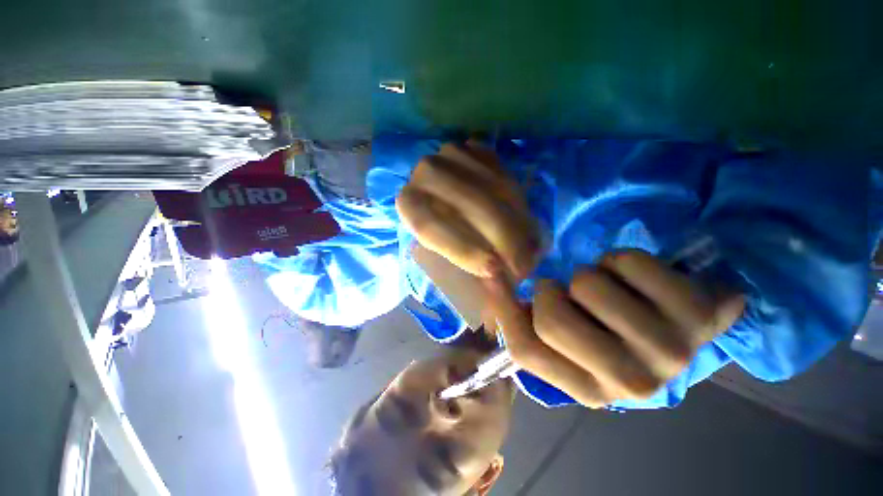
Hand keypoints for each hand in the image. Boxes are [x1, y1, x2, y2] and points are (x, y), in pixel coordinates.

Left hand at [396, 142, 540, 278]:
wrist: (446, 201)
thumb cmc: (443, 237)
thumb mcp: (443, 256)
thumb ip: (464, 263)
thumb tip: (498, 280)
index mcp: (408, 203)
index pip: (431, 227)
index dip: (463, 250)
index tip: (493, 271)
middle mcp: (425, 174)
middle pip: (471, 204)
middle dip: (503, 238)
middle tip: (523, 267)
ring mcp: (452, 155)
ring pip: (494, 188)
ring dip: (517, 222)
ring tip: (531, 251)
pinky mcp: (477, 149)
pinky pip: (505, 175)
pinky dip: (519, 201)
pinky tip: (524, 222)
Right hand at [483, 250, 745, 406]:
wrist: (683, 324)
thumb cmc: (615, 330)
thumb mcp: (568, 335)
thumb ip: (526, 320)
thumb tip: (492, 283)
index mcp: (590, 390)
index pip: (525, 349)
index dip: (502, 307)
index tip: (496, 276)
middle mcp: (629, 384)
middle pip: (552, 320)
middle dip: (551, 290)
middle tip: (571, 290)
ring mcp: (669, 352)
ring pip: (585, 285)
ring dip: (588, 275)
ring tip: (610, 287)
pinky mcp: (701, 315)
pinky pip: (626, 261)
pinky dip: (620, 259)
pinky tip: (640, 278)